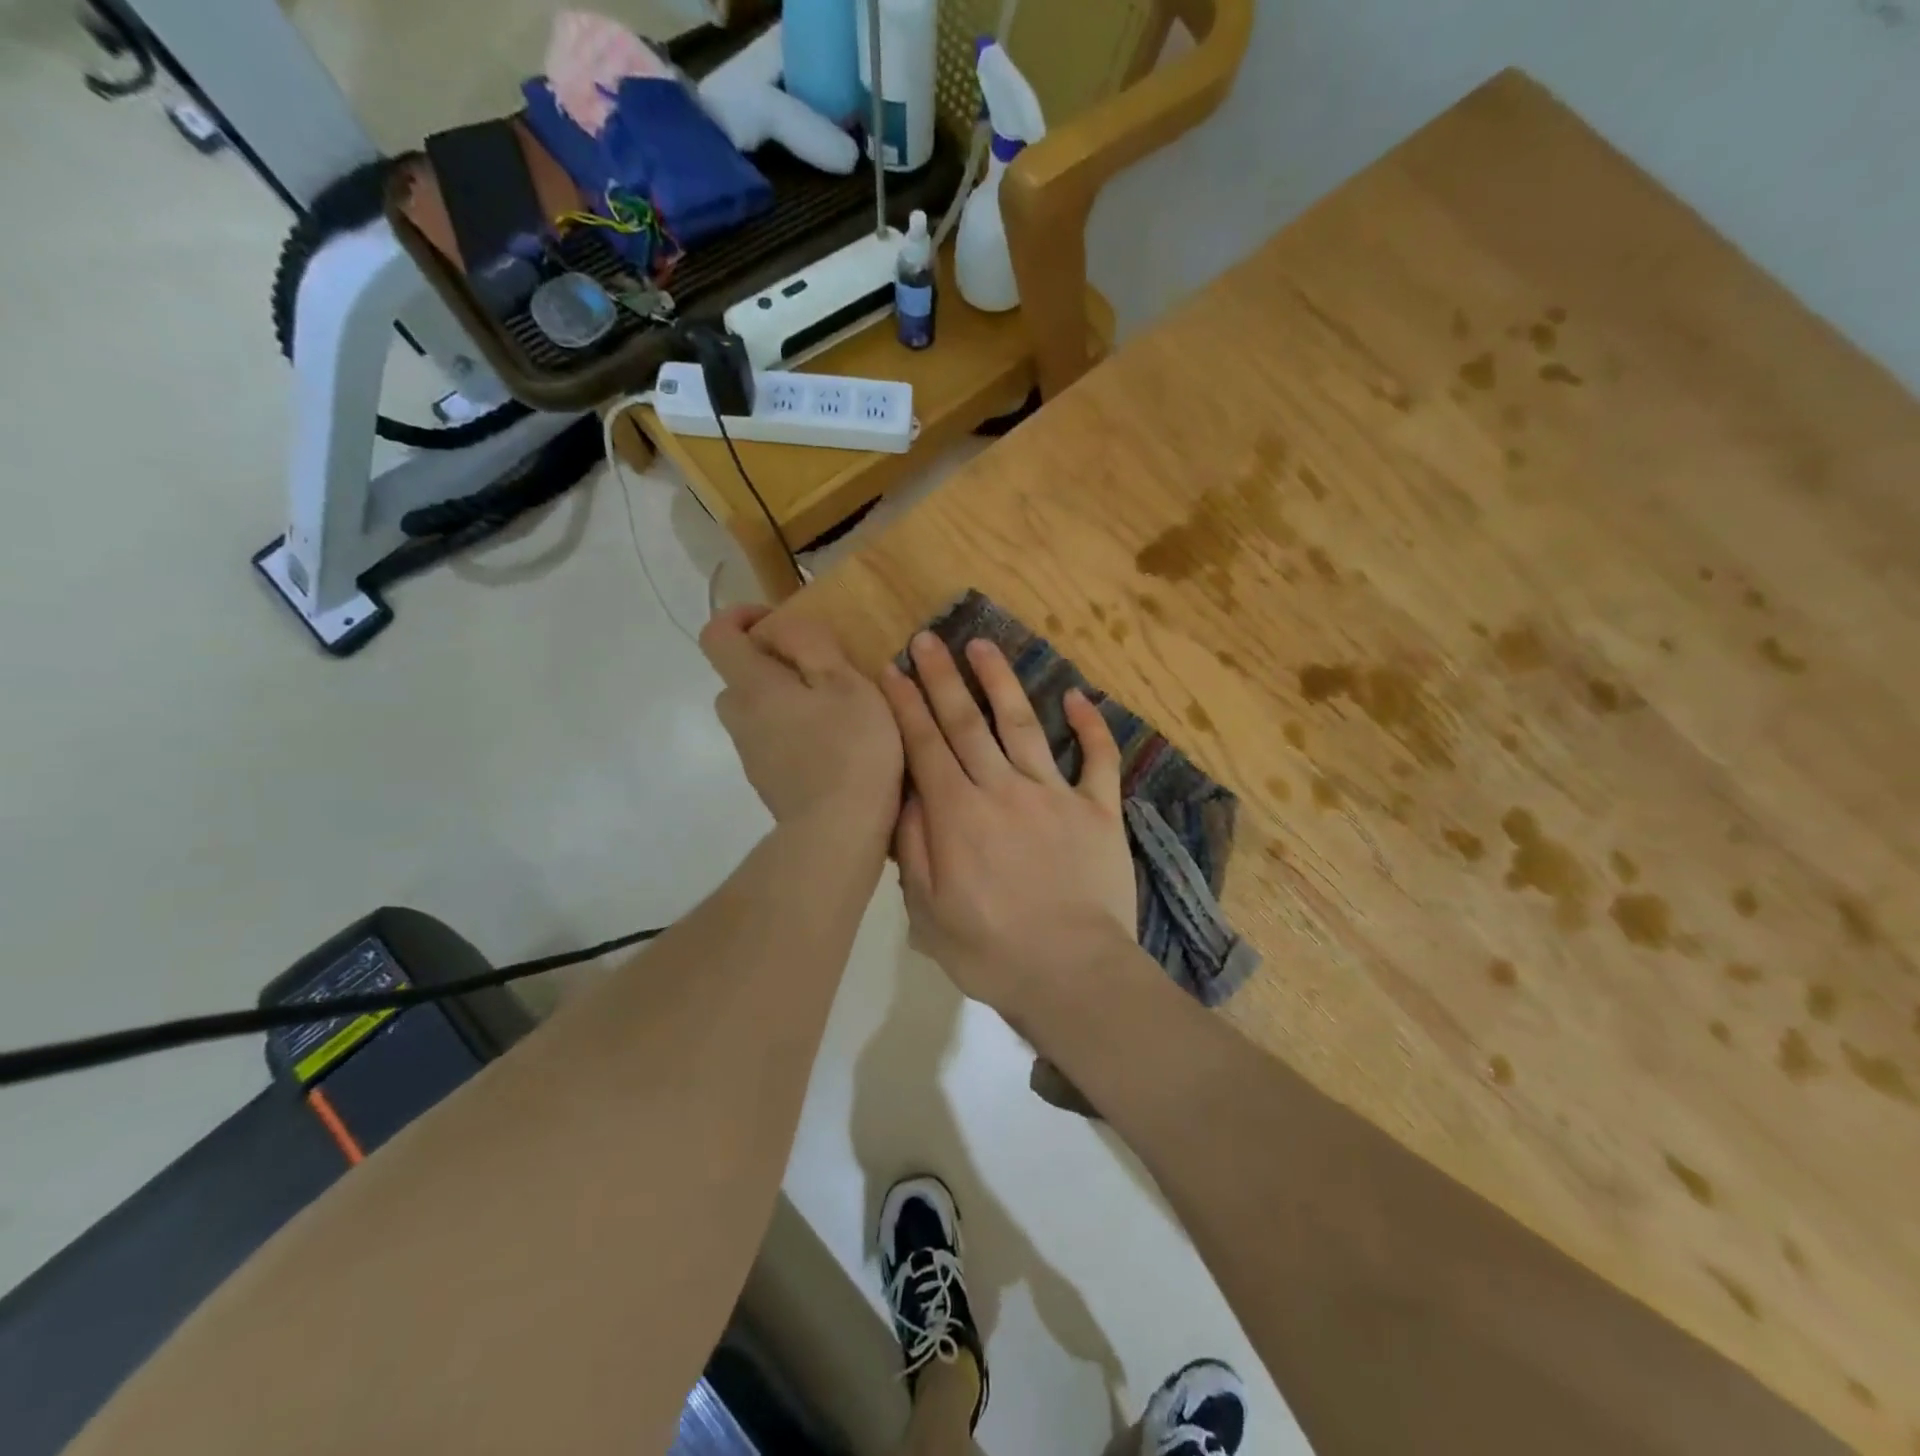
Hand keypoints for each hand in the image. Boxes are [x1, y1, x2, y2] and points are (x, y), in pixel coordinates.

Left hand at [701, 607, 901, 841]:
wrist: (838, 831)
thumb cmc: (849, 748)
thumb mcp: (844, 681)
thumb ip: (810, 643)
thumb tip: (780, 627)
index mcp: (752, 686)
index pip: (717, 635)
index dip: (741, 616)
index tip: (779, 622)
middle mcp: (740, 718)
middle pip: (737, 676)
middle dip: (770, 662)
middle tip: (816, 668)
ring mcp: (751, 754)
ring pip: (756, 711)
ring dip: (784, 700)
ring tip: (832, 708)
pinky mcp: (768, 781)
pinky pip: (772, 740)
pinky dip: (793, 731)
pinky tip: (832, 745)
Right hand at [880, 632, 1137, 1027]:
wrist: (1074, 974)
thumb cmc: (991, 952)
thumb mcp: (928, 912)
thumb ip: (914, 848)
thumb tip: (907, 795)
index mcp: (958, 814)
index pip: (925, 746)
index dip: (907, 705)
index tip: (894, 669)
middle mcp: (1003, 790)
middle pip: (967, 722)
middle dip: (943, 678)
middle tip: (930, 638)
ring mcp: (1055, 795)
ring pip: (1023, 725)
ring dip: (1002, 681)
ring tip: (985, 645)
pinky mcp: (1099, 810)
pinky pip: (1098, 759)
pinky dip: (1091, 727)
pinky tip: (1078, 697)